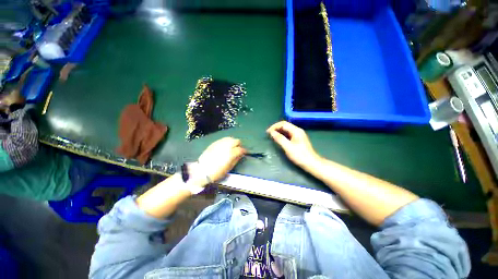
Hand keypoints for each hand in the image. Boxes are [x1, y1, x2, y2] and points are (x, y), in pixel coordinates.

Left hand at [197, 137, 245, 182]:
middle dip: (239, 145)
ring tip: (231, 147)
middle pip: (236, 141)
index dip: (244, 150)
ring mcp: (219, 144)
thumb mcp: (229, 167)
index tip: (244, 152)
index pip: (241, 149)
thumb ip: (236, 159)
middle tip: (238, 149)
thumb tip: (241, 155)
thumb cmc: (217, 172)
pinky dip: (226, 141)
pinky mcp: (214, 143)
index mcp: (231, 153)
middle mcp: (226, 146)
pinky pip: (222, 139)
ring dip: (232, 142)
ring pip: (230, 138)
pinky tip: (225, 146)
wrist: (202, 170)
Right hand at [267, 121, 319, 169]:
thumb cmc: (300, 155)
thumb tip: (271, 132)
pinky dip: (282, 135)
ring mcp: (298, 135)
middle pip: (285, 126)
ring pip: (286, 130)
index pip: (283, 124)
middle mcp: (297, 131)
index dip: (274, 126)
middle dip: (276, 128)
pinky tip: (278, 139)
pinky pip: (288, 134)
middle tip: (268, 134)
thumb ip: (279, 139)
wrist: (311, 163)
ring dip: (278, 132)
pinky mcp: (298, 140)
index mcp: (296, 131)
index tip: (268, 132)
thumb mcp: (288, 147)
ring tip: (271, 136)